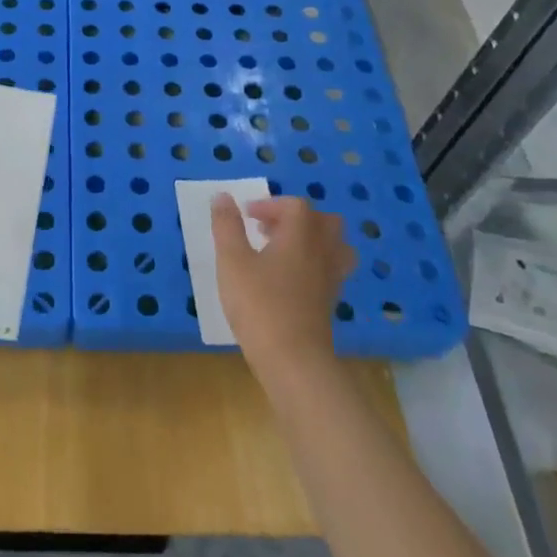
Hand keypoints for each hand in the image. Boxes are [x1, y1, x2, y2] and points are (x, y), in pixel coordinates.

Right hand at [212, 194, 355, 371]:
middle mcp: (322, 252)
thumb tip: (223, 196)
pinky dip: (314, 264)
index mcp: (301, 236)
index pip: (295, 206)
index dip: (270, 204)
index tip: (247, 216)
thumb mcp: (232, 261)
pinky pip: (330, 270)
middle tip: (268, 230)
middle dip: (296, 218)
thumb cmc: (259, 304)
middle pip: (324, 221)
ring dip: (311, 240)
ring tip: (283, 250)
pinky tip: (289, 279)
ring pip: (334, 246)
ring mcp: (331, 278)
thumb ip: (227, 226)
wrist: (293, 360)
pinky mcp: (330, 302)